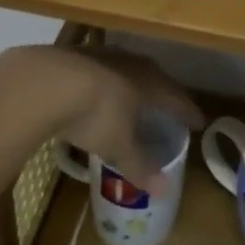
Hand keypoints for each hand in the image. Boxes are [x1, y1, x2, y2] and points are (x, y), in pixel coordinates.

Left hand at [5, 45, 202, 195]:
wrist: (46, 81)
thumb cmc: (95, 114)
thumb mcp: (118, 146)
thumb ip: (140, 166)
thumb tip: (165, 191)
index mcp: (150, 84)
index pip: (177, 99)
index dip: (188, 112)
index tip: (198, 122)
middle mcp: (132, 64)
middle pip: (155, 78)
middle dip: (162, 94)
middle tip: (168, 107)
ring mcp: (103, 55)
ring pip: (126, 69)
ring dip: (132, 84)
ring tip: (133, 98)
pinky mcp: (75, 53)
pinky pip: (99, 69)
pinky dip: (104, 82)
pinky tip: (95, 91)